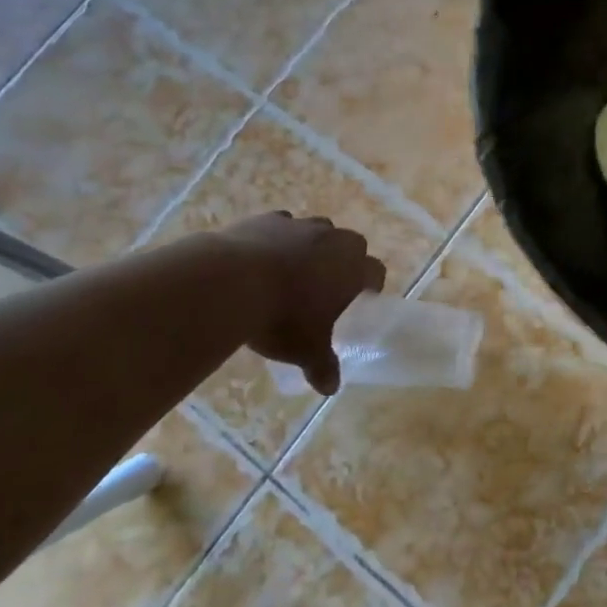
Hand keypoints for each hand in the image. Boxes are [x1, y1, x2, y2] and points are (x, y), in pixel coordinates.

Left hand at [212, 213, 386, 395]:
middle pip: (351, 245)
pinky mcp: (267, 219)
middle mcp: (333, 240)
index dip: (370, 286)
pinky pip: (281, 225)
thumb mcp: (306, 350)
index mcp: (353, 269)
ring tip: (291, 272)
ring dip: (312, 247)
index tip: (359, 300)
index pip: (376, 272)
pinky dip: (277, 238)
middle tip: (326, 287)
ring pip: (318, 230)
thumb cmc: (282, 318)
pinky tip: (261, 258)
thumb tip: (331, 388)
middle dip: (343, 262)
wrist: (230, 283)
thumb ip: (322, 366)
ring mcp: (300, 225)